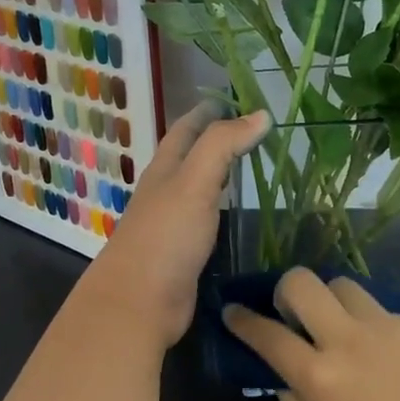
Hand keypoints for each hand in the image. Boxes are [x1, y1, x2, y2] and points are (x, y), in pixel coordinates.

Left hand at [83, 102, 271, 347]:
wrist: (139, 302)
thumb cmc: (166, 236)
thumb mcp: (194, 182)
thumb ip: (223, 145)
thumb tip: (260, 114)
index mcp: (164, 169)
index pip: (186, 129)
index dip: (208, 111)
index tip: (236, 98)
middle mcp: (165, 191)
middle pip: (189, 156)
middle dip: (216, 139)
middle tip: (254, 131)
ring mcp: (172, 224)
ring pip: (198, 188)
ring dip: (219, 174)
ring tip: (251, 166)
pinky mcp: (182, 253)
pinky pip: (205, 220)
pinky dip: (222, 209)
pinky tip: (238, 214)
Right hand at [221, 269, 399, 400]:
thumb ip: (293, 399)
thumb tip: (281, 371)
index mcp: (318, 376)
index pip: (267, 334)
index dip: (242, 320)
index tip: (232, 311)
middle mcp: (347, 340)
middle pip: (301, 282)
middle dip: (285, 290)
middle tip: (293, 314)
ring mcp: (384, 327)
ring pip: (342, 284)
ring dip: (331, 301)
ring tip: (340, 327)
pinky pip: (380, 309)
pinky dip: (370, 325)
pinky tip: (384, 355)